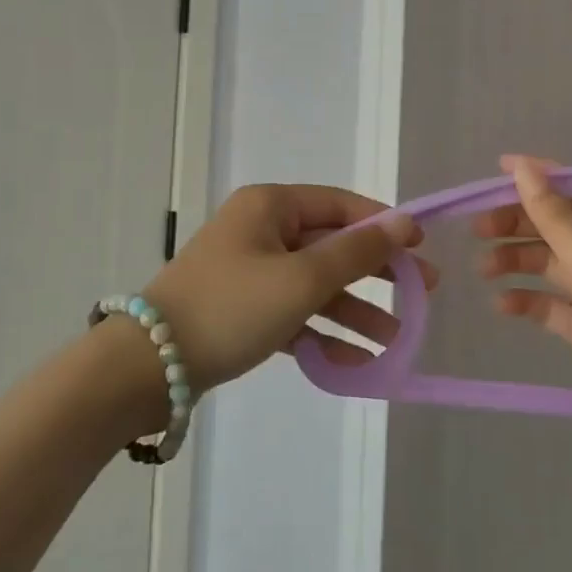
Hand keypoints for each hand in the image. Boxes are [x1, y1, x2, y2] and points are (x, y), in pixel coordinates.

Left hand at [145, 184, 431, 394]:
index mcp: (271, 207)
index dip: (383, 224)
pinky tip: (356, 361)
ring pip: (315, 283)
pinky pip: (294, 312)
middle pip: (331, 245)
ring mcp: (251, 270)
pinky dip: (322, 332)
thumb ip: (356, 252)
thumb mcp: (302, 279)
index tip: (421, 247)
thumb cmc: (232, 307)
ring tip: (395, 338)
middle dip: (376, 272)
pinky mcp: (244, 308)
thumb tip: (402, 223)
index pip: (340, 205)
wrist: (149, 366)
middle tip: (423, 292)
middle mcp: (261, 230)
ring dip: (354, 309)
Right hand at [474, 155, 571, 485]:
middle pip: (563, 227)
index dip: (542, 179)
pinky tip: (502, 305)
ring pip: (555, 265)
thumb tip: (525, 168)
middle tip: (477, 230)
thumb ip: (557, 220)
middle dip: (521, 224)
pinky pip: (556, 305)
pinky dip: (530, 301)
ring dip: (519, 262)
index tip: (497, 171)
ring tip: (482, 270)